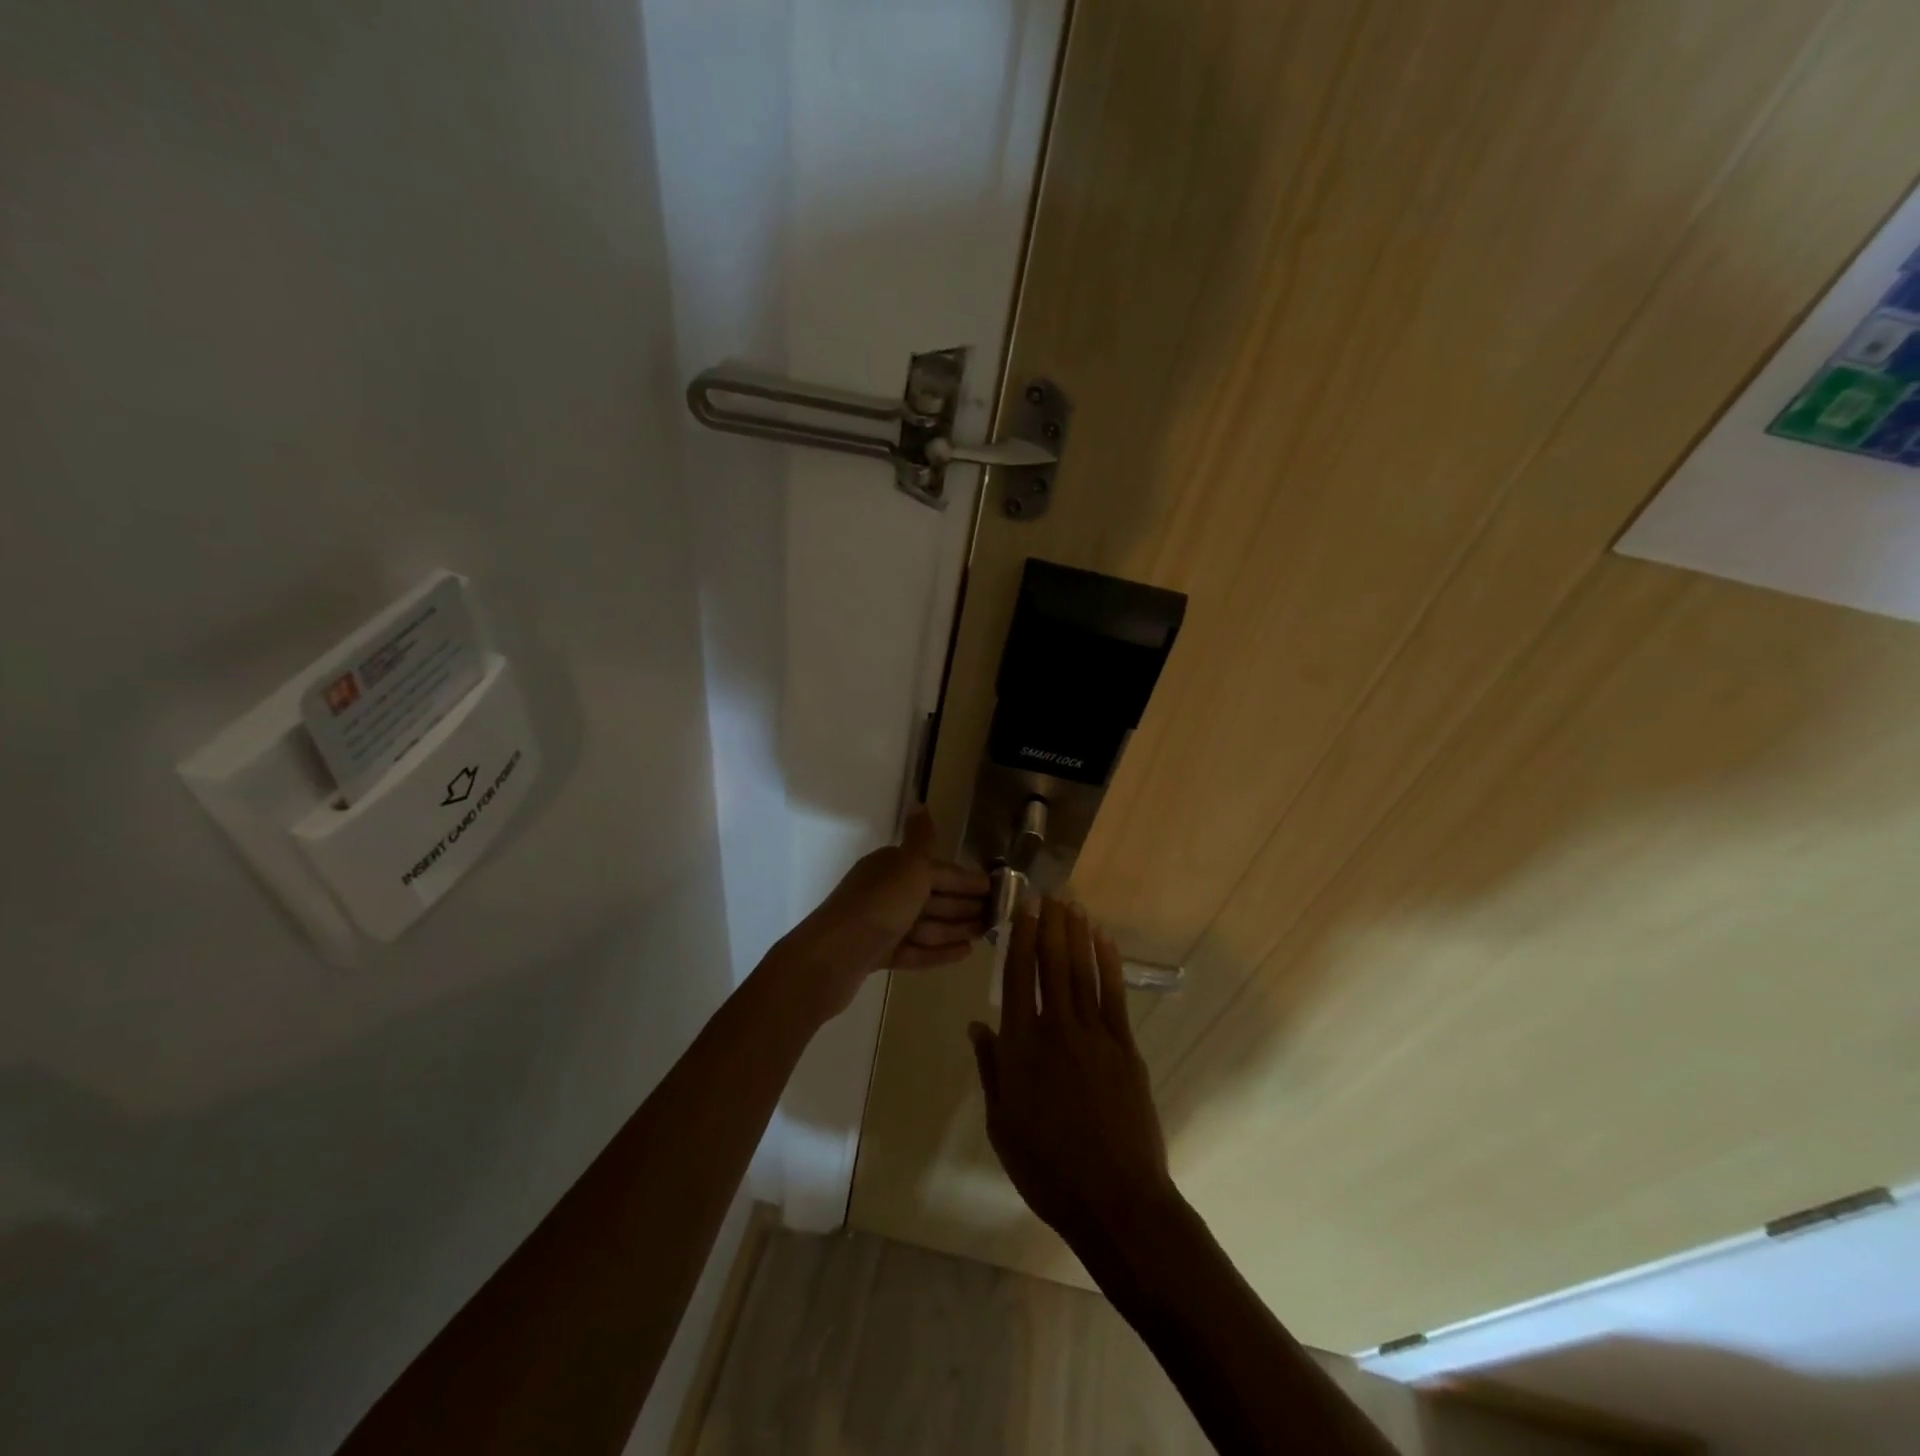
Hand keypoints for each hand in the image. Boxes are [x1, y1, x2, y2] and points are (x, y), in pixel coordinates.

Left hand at [783, 806, 990, 1019]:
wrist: (831, 957)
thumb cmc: (879, 905)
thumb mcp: (907, 866)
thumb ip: (921, 839)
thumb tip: (919, 801)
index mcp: (892, 866)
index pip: (938, 870)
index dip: (968, 880)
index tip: (998, 889)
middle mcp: (886, 892)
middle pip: (933, 896)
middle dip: (965, 904)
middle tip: (998, 915)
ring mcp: (882, 925)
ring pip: (926, 924)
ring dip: (956, 927)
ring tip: (986, 934)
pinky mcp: (878, 956)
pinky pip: (916, 950)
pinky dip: (939, 951)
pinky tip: (965, 953)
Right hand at [968, 898, 1174, 1245]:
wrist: (1115, 1199)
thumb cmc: (1048, 1168)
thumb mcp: (1002, 1124)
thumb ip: (991, 1069)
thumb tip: (977, 1025)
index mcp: (1020, 1047)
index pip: (1017, 977)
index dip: (1020, 938)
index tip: (1023, 908)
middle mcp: (1056, 1029)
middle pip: (1052, 964)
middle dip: (1050, 925)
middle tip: (1049, 894)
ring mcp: (1095, 1035)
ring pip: (1082, 972)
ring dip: (1077, 935)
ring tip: (1073, 906)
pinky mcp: (1125, 1047)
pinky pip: (1113, 995)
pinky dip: (1108, 964)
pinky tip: (1103, 942)